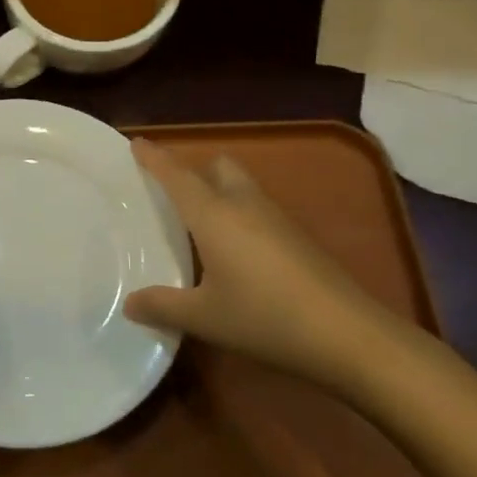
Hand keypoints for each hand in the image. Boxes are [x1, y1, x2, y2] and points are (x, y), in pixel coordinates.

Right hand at [124, 138, 407, 394]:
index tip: (137, 142)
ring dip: (219, 193)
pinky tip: (234, 254)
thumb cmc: (264, 317)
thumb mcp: (204, 318)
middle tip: (173, 194)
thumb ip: (163, 306)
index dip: (155, 158)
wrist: (348, 334)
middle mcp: (244, 205)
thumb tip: (129, 303)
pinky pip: (258, 211)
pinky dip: (239, 216)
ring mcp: (277, 219)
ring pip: (242, 188)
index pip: (177, 176)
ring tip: (199, 226)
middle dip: (195, 170)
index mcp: (214, 215)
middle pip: (218, 167)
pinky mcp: (298, 239)